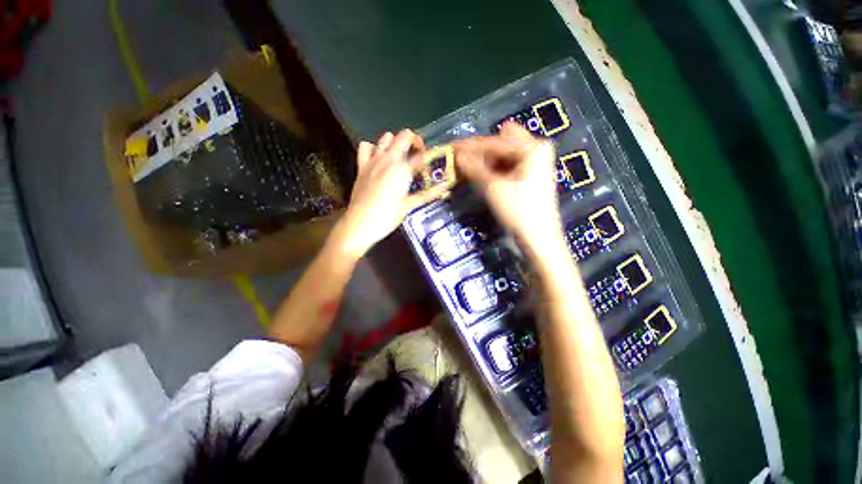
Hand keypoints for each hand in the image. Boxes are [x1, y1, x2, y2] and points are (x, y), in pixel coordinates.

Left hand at [334, 129, 450, 258]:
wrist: (360, 224)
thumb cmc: (387, 217)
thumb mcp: (409, 206)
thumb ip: (428, 194)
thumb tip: (446, 187)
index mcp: (402, 169)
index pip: (420, 155)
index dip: (428, 157)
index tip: (430, 166)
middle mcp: (388, 159)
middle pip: (404, 136)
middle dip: (414, 142)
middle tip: (417, 157)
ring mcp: (372, 160)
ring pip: (385, 137)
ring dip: (395, 143)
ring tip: (400, 158)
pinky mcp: (361, 166)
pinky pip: (365, 146)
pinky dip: (373, 148)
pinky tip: (378, 158)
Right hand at [453, 122, 565, 261]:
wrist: (538, 239)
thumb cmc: (519, 211)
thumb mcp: (493, 188)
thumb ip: (474, 168)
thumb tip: (457, 156)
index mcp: (533, 148)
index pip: (495, 142)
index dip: (471, 146)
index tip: (451, 148)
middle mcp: (536, 150)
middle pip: (500, 145)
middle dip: (478, 152)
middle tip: (457, 159)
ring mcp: (534, 164)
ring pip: (502, 157)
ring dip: (483, 162)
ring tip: (464, 168)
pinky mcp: (528, 177)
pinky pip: (506, 167)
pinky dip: (492, 170)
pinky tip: (478, 175)